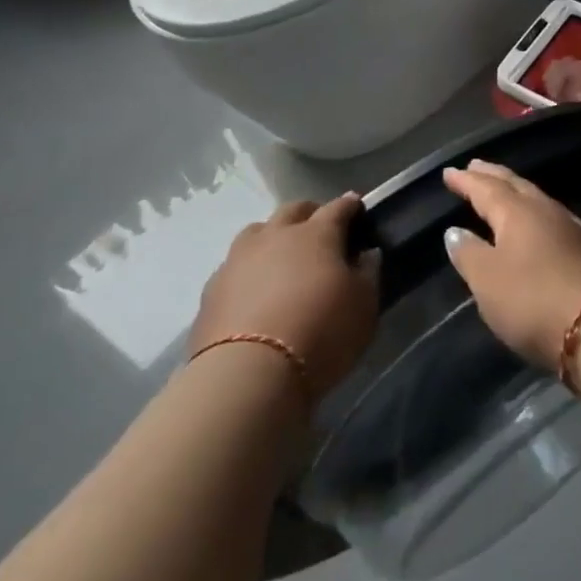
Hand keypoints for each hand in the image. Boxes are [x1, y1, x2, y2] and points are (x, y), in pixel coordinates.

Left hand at [189, 194, 378, 399]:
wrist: (249, 375)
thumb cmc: (321, 333)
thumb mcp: (364, 306)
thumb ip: (368, 273)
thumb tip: (366, 253)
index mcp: (317, 234)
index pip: (338, 208)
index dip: (350, 206)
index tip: (357, 207)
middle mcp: (276, 236)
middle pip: (294, 210)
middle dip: (310, 214)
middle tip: (321, 231)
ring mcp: (239, 259)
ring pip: (258, 231)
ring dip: (273, 236)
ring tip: (282, 257)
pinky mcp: (212, 289)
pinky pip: (234, 266)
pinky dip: (248, 270)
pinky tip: (253, 290)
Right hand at [442, 160, 580, 370]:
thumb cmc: (532, 299)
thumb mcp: (487, 281)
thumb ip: (469, 253)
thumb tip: (454, 231)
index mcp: (516, 212)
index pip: (486, 188)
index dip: (466, 180)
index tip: (450, 172)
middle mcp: (545, 210)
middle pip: (515, 185)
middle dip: (493, 175)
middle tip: (476, 166)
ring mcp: (571, 228)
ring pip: (537, 199)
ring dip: (516, 191)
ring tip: (504, 190)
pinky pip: (552, 218)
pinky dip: (535, 213)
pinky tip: (537, 223)